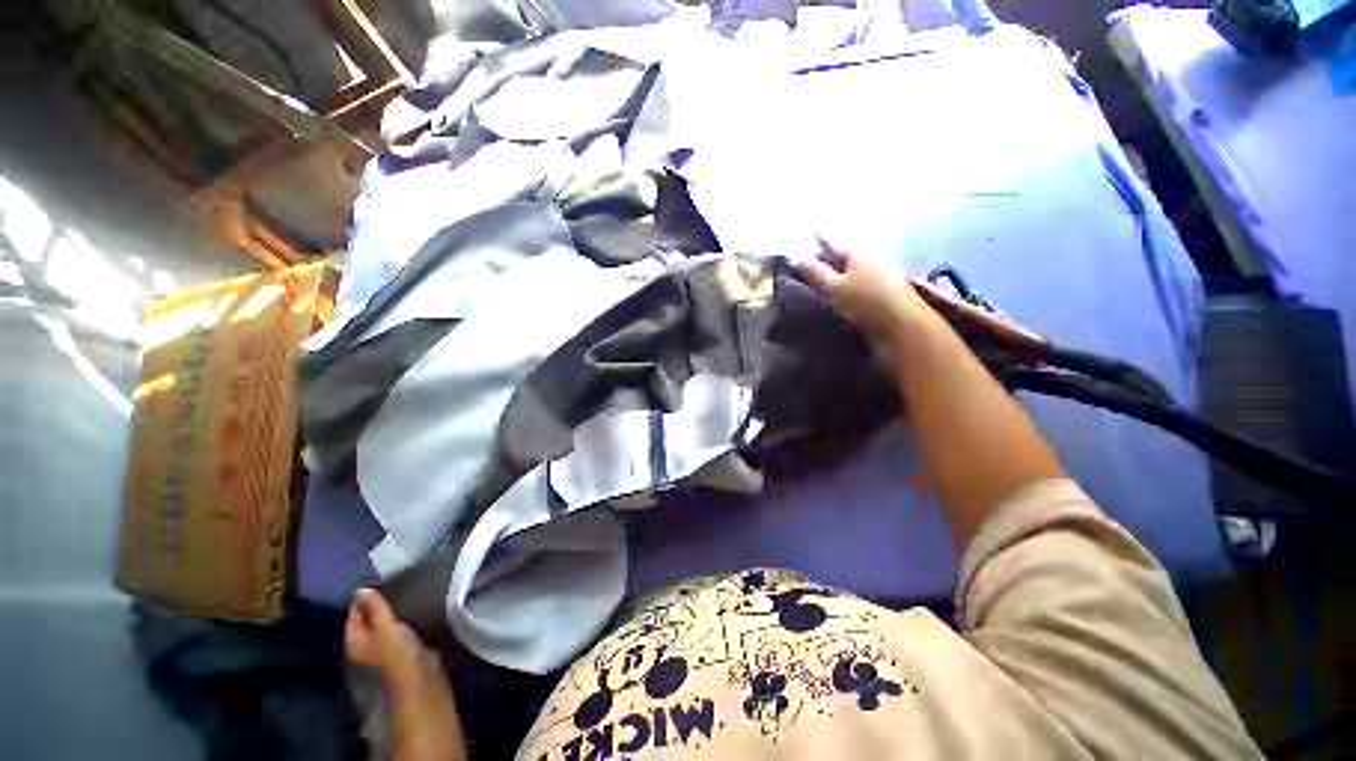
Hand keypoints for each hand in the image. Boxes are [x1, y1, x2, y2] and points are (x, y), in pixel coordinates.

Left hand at [347, 589, 465, 760]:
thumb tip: (362, 589)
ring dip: (395, 612)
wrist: (422, 681)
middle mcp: (367, 646)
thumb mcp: (386, 627)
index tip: (381, 580)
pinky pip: (401, 629)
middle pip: (369, 620)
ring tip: (409, 592)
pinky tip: (418, 609)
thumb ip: (376, 609)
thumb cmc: (397, 654)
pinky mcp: (405, 651)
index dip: (364, 598)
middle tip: (397, 582)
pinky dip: (406, 619)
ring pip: (386, 624)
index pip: (354, 614)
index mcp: (355, 642)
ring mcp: (386, 650)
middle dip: (380, 604)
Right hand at [797, 246, 941, 345]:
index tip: (810, 260)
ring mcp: (887, 270)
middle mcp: (874, 256)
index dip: (821, 252)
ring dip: (846, 274)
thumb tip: (799, 260)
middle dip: (833, 262)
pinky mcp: (893, 286)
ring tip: (833, 286)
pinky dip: (858, 283)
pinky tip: (853, 294)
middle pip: (849, 257)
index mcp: (859, 253)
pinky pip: (869, 278)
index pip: (836, 247)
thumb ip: (817, 273)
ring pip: (860, 268)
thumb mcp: (834, 288)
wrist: (902, 321)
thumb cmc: (864, 301)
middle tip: (819, 273)